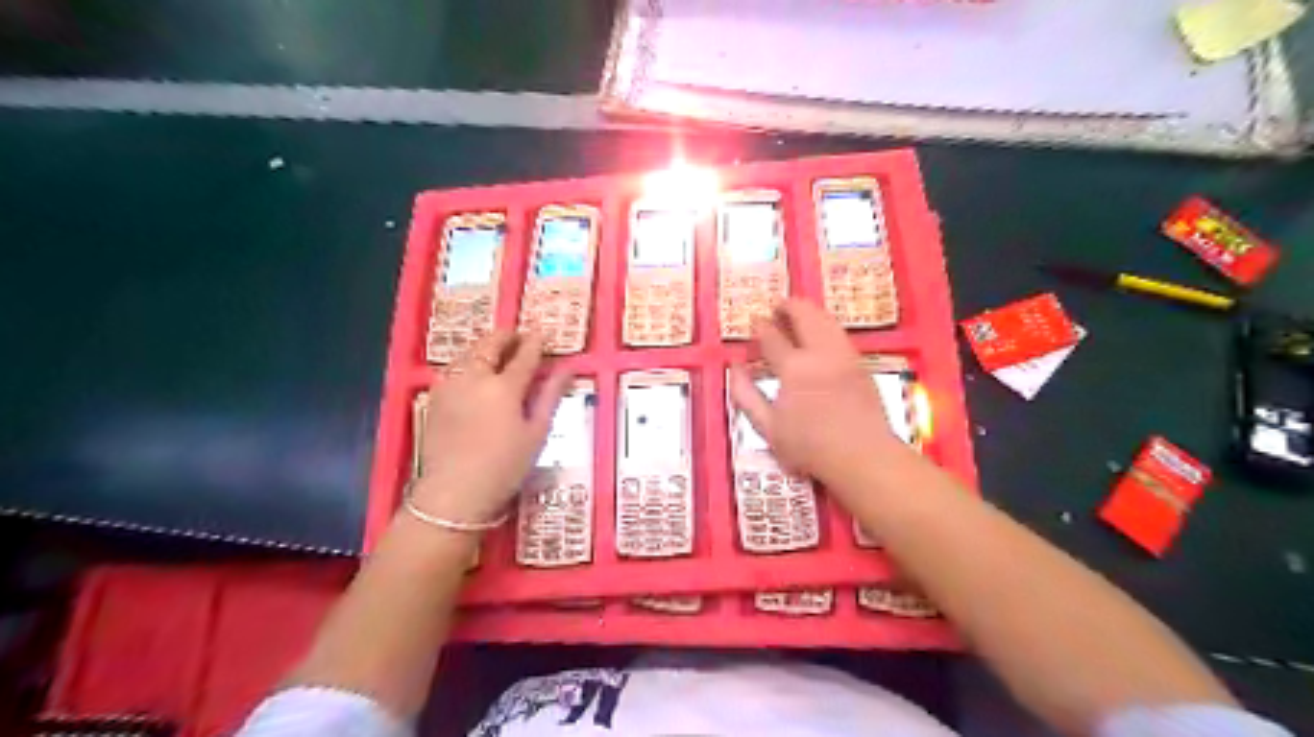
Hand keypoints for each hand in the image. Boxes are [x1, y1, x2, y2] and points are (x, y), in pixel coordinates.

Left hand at [412, 331, 573, 526]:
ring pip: (468, 353)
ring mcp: (450, 386)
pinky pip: (453, 368)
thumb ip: (550, 395)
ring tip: (498, 351)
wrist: (454, 494)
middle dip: (506, 336)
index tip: (543, 333)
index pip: (524, 355)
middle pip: (490, 344)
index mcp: (505, 386)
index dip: (536, 342)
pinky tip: (475, 373)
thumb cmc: (504, 467)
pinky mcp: (434, 398)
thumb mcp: (537, 433)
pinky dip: (468, 362)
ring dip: (485, 347)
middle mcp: (475, 378)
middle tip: (519, 337)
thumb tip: (567, 368)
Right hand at [728, 299, 903, 488]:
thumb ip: (746, 394)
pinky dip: (825, 325)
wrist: (863, 456)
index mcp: (794, 368)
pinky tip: (819, 335)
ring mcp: (844, 356)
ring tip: (796, 314)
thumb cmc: (809, 447)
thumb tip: (734, 367)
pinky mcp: (860, 364)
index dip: (761, 326)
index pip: (773, 336)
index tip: (754, 322)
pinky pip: (840, 333)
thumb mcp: (767, 427)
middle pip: (805, 315)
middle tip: (776, 307)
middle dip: (788, 306)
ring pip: (826, 319)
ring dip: (809, 311)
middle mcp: (821, 353)